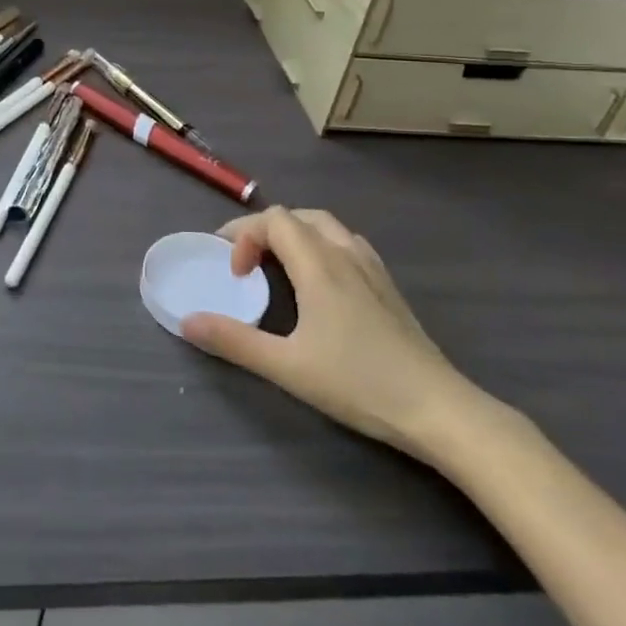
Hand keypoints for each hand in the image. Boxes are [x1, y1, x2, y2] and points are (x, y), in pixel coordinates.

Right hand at [181, 207, 496, 464]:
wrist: (438, 409)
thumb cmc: (358, 383)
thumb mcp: (287, 367)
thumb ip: (234, 341)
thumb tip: (188, 321)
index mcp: (319, 265)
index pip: (274, 220)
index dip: (243, 235)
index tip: (234, 275)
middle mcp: (345, 254)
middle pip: (298, 216)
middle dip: (263, 231)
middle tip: (245, 264)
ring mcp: (372, 268)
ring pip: (326, 226)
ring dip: (294, 235)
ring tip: (277, 267)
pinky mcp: (388, 286)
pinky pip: (347, 243)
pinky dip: (320, 246)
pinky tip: (319, 281)